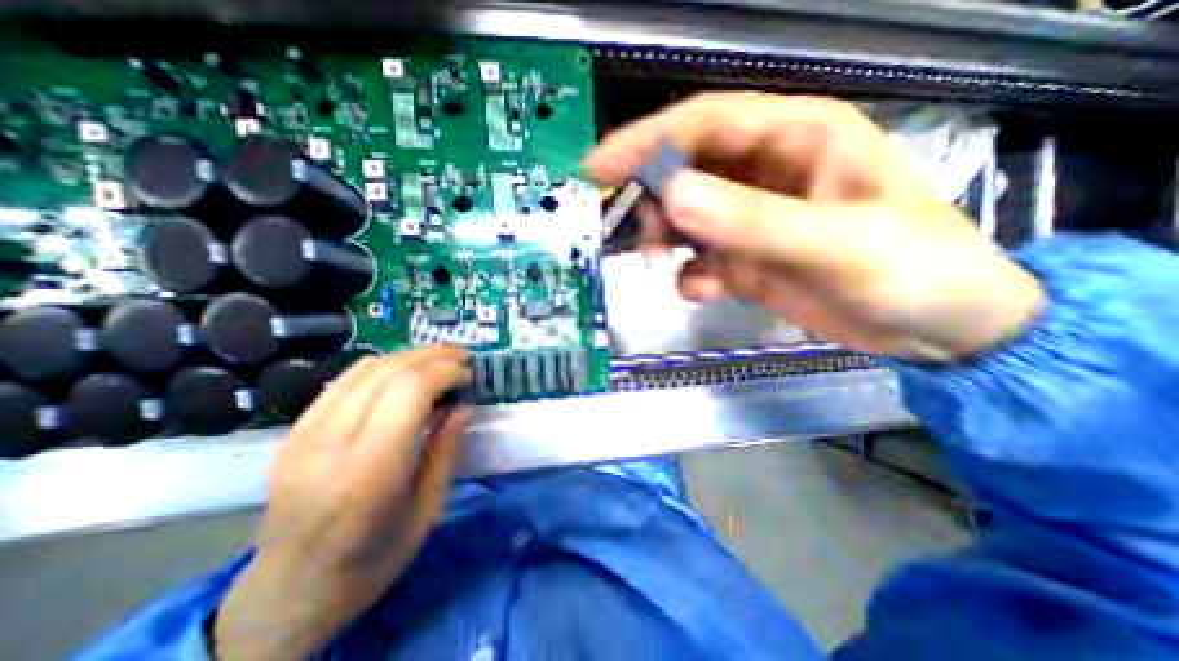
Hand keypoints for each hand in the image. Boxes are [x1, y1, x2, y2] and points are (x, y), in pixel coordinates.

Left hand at [214, 347, 473, 660]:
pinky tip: (405, 373)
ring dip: (410, 356)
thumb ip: (446, 452)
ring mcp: (305, 434)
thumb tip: (463, 407)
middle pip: (388, 372)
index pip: (409, 391)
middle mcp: (331, 444)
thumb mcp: (427, 511)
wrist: (286, 593)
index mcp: (369, 472)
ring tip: (440, 360)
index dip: (445, 372)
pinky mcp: (294, 431)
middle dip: (434, 356)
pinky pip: (345, 381)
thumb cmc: (372, 559)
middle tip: (463, 359)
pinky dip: (384, 367)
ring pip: (365, 369)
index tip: (470, 376)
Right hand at [587, 89, 1038, 361]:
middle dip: (655, 203)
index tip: (597, 168)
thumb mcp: (833, 242)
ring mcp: (753, 220)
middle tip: (645, 239)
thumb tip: (671, 197)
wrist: (936, 327)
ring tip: (666, 267)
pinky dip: (692, 275)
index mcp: (794, 139)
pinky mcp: (747, 259)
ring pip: (687, 218)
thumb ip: (752, 220)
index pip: (703, 123)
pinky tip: (702, 290)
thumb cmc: (908, 270)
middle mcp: (765, 173)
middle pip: (686, 172)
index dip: (646, 142)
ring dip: (667, 241)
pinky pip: (701, 259)